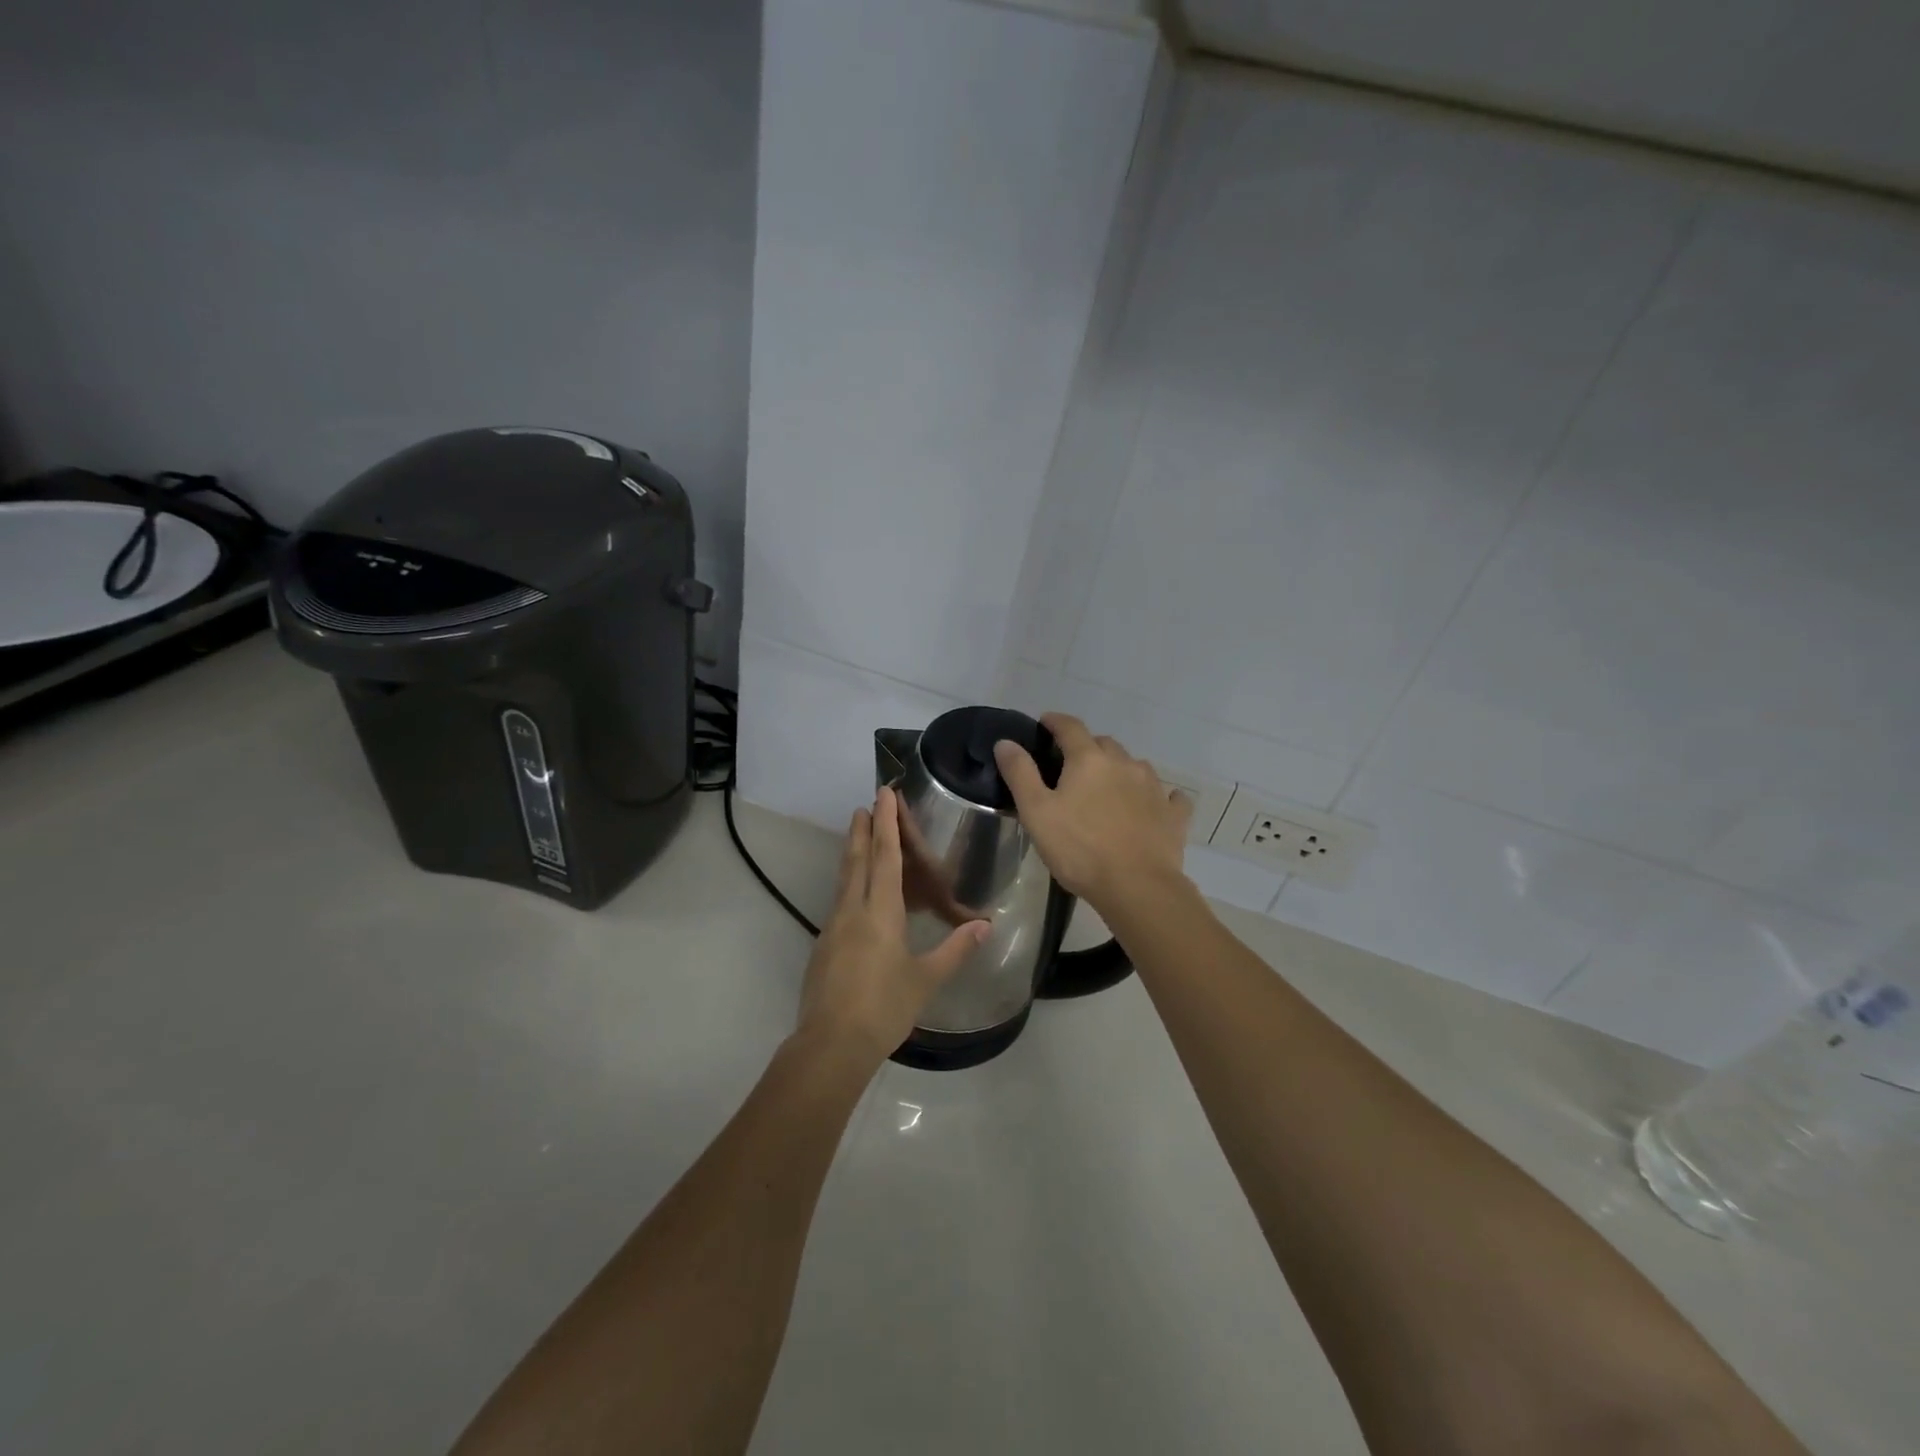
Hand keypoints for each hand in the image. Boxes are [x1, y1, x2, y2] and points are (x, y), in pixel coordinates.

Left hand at [796, 786, 990, 1066]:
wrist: (831, 1044)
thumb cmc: (884, 1008)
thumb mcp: (926, 979)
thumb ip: (955, 949)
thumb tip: (985, 924)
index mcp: (880, 913)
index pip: (885, 857)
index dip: (886, 824)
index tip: (882, 795)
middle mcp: (852, 911)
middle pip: (857, 860)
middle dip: (863, 829)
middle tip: (865, 804)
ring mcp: (833, 927)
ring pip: (844, 879)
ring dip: (852, 852)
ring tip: (857, 834)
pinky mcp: (823, 946)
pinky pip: (839, 901)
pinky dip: (849, 882)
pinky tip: (854, 893)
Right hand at [993, 713, 1191, 913]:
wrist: (1137, 887)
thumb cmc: (1079, 849)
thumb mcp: (1036, 812)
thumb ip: (1020, 773)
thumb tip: (1006, 742)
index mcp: (1089, 760)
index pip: (1070, 727)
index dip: (1055, 722)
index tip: (1044, 723)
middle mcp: (1125, 764)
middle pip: (1104, 744)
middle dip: (1087, 748)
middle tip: (1071, 766)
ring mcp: (1154, 788)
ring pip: (1135, 766)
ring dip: (1119, 770)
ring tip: (1107, 788)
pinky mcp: (1173, 814)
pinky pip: (1169, 796)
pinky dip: (1159, 796)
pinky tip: (1155, 805)